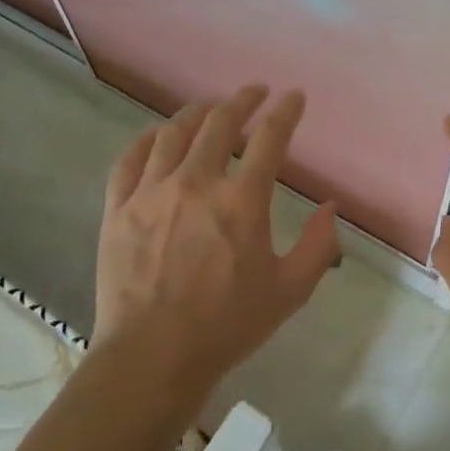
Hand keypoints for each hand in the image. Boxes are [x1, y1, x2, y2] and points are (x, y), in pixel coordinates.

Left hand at [93, 85, 340, 401]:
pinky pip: (131, 158)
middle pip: (220, 122)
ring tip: (210, 109)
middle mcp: (196, 182)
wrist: (153, 357)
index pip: (270, 138)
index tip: (293, 97)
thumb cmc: (227, 326)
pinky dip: (149, 139)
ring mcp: (151, 192)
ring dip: (198, 113)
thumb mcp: (290, 291)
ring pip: (174, 132)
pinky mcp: (119, 207)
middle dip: (242, 100)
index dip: (285, 111)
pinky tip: (159, 137)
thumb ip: (318, 245)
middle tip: (254, 93)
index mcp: (242, 201)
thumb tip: (330, 206)